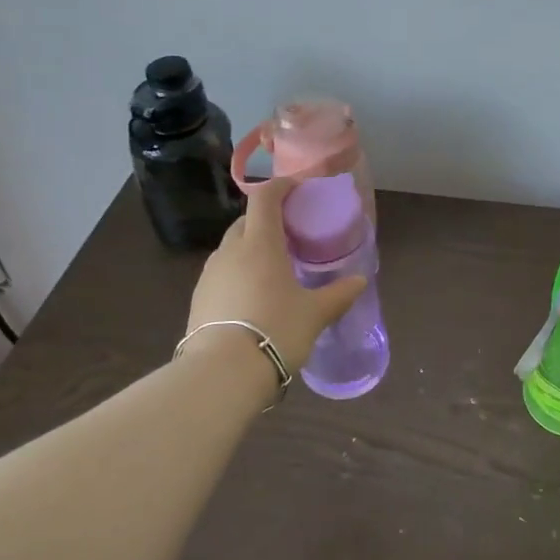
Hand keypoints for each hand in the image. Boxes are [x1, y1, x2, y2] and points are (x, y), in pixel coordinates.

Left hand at [185, 178, 366, 370]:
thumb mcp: (315, 314)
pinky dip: (239, 274)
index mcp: (260, 243)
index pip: (264, 198)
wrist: (222, 374)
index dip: (281, 186)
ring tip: (274, 269)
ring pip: (232, 249)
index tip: (297, 189)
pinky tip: (253, 298)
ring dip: (252, 249)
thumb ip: (339, 294)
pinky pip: (222, 274)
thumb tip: (360, 281)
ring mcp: (210, 275)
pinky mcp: (198, 299)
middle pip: (247, 222)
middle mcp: (230, 251)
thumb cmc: (276, 330)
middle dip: (268, 221)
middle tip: (292, 236)